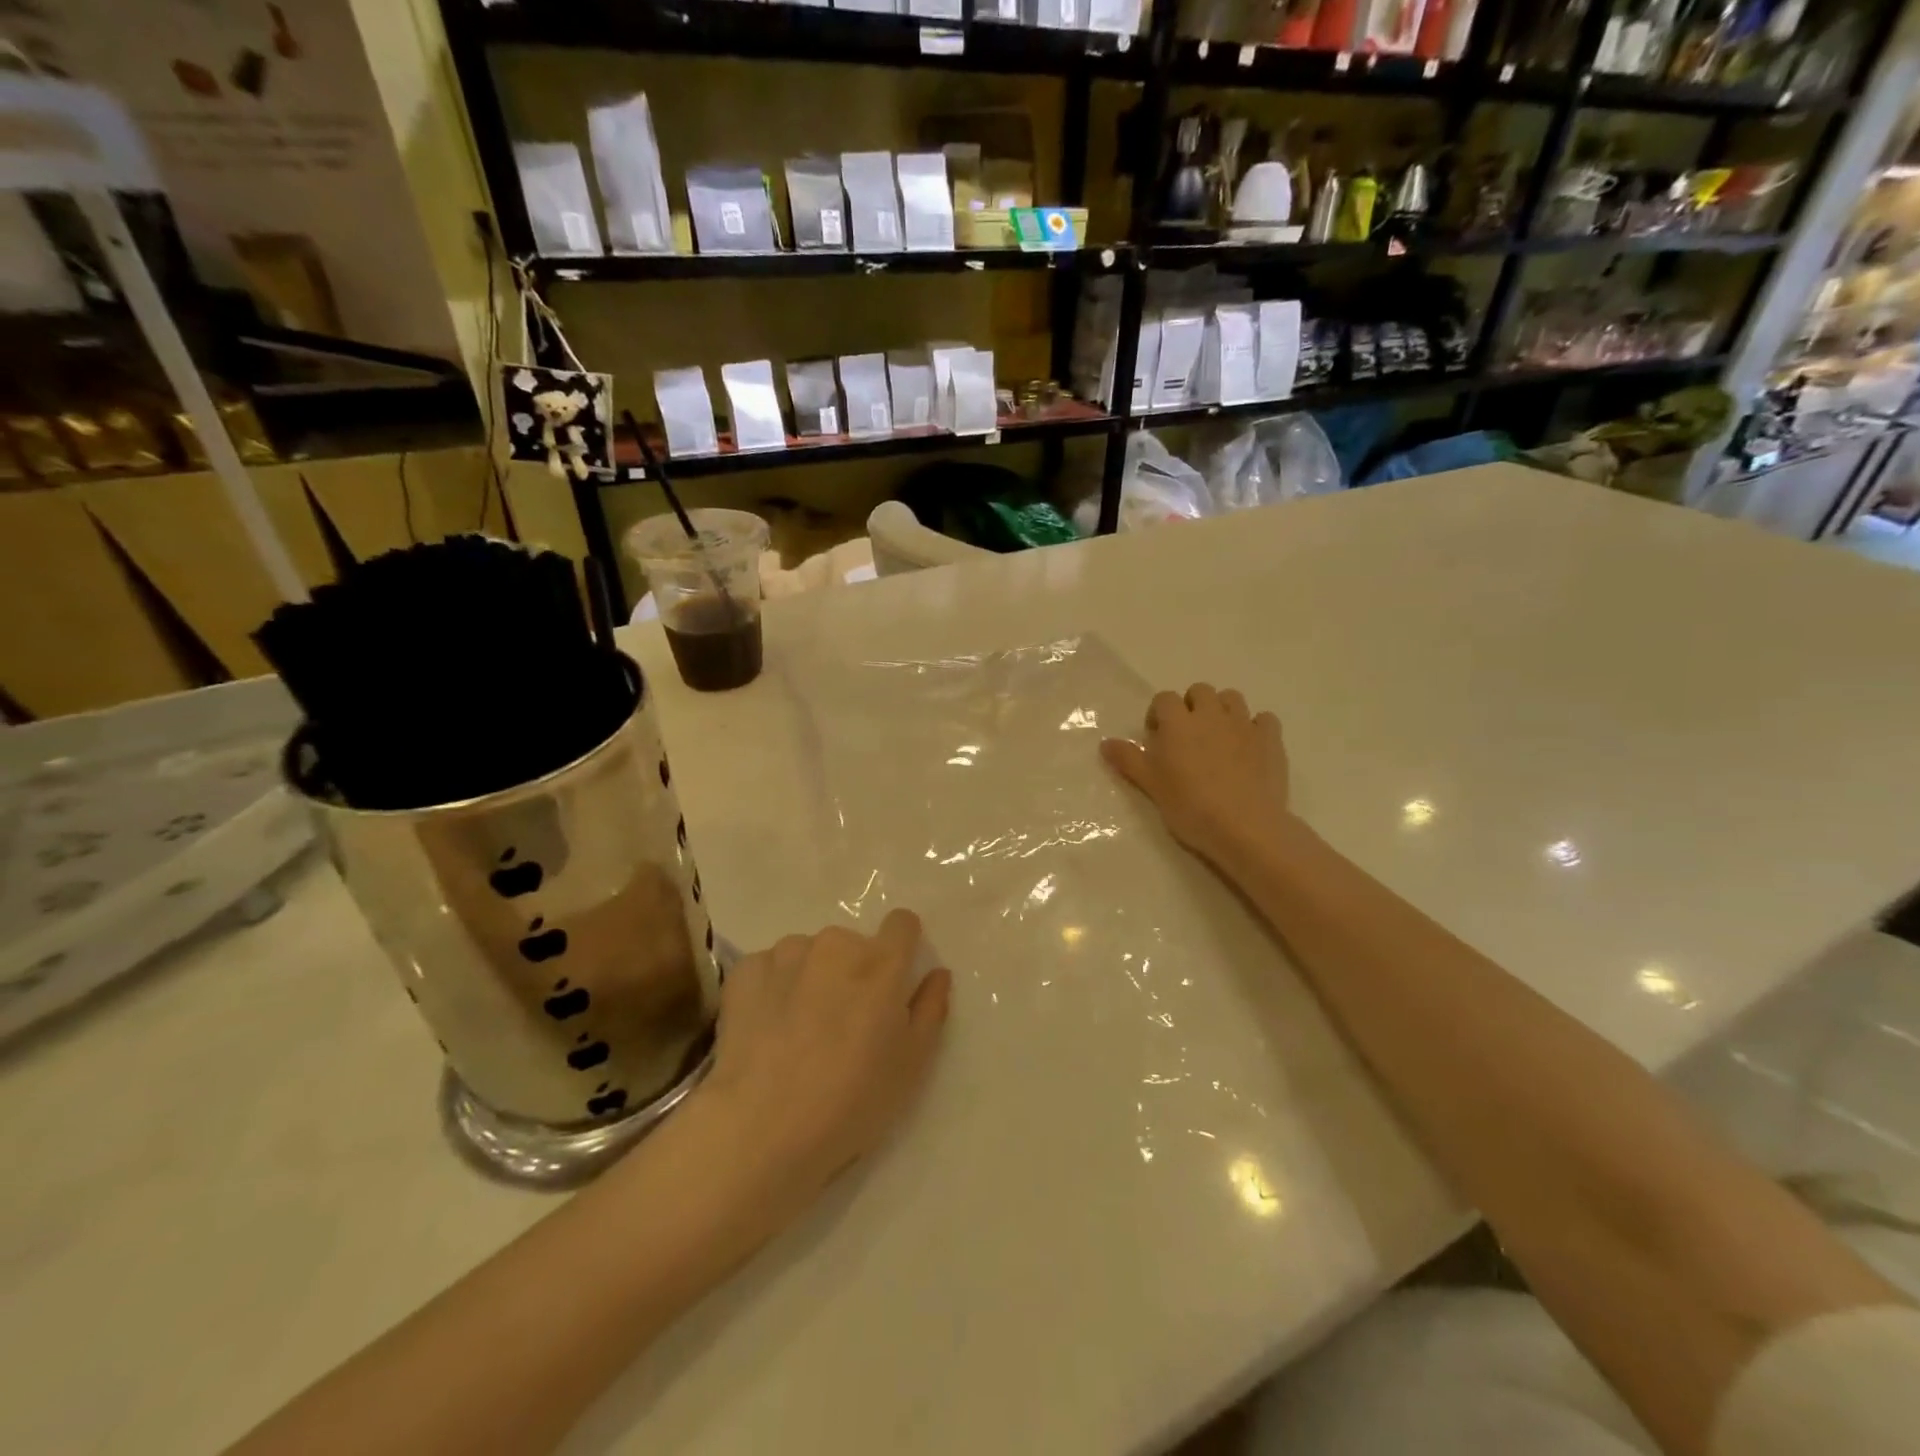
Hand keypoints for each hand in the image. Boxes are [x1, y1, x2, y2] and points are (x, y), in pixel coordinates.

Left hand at [696, 910, 951, 1200]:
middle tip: (842, 1021)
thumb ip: (931, 1009)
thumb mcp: (911, 1065)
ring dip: (811, 976)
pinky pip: (769, 967)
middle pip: (853, 943)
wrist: (762, 1128)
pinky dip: (772, 988)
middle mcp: (835, 944)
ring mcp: (786, 953)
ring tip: (799, 1028)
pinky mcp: (746, 969)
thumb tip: (938, 973)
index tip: (893, 979)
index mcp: (881, 964)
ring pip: (809, 953)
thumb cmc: (851, 1101)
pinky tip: (766, 1028)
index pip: (902, 923)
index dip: (902, 946)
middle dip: (853, 971)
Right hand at [1101, 684, 1291, 873]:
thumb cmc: (1189, 806)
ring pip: (1232, 698)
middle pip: (1200, 691)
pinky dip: (1255, 727)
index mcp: (1178, 722)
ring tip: (1218, 737)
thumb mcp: (1151, 785)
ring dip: (1223, 710)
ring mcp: (1244, 724)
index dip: (1158, 714)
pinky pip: (1264, 719)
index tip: (1158, 738)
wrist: (1243, 826)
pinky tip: (1250, 747)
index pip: (1164, 698)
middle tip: (1187, 736)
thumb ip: (1128, 760)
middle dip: (1192, 706)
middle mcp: (1211, 714)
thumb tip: (1105, 743)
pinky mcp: (1270, 739)